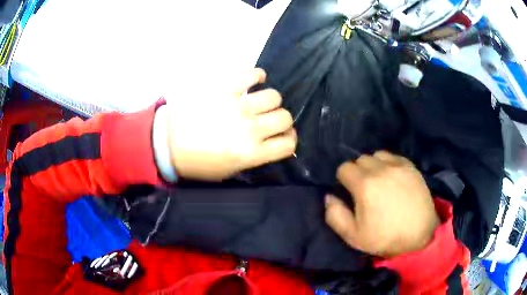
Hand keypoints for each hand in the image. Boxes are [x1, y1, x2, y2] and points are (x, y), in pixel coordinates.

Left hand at [167, 68, 296, 180]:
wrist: (167, 143)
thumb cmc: (197, 161)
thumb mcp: (229, 171)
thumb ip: (254, 157)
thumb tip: (270, 144)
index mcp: (250, 153)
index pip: (287, 144)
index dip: (290, 139)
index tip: (284, 136)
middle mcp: (249, 129)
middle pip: (284, 118)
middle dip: (281, 120)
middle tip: (269, 119)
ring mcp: (236, 106)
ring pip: (273, 96)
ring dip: (270, 101)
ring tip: (259, 101)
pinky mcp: (224, 88)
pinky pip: (251, 74)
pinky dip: (257, 75)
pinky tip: (255, 80)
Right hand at [325, 151, 439, 257]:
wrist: (419, 235)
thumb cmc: (385, 237)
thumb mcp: (353, 236)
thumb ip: (335, 215)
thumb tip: (329, 197)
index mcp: (364, 185)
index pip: (344, 168)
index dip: (343, 180)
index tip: (349, 191)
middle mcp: (380, 169)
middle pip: (360, 159)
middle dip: (357, 171)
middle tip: (364, 188)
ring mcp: (398, 166)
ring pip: (376, 155)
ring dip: (373, 165)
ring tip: (379, 180)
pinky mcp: (410, 166)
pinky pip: (393, 156)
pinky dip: (388, 163)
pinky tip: (392, 177)